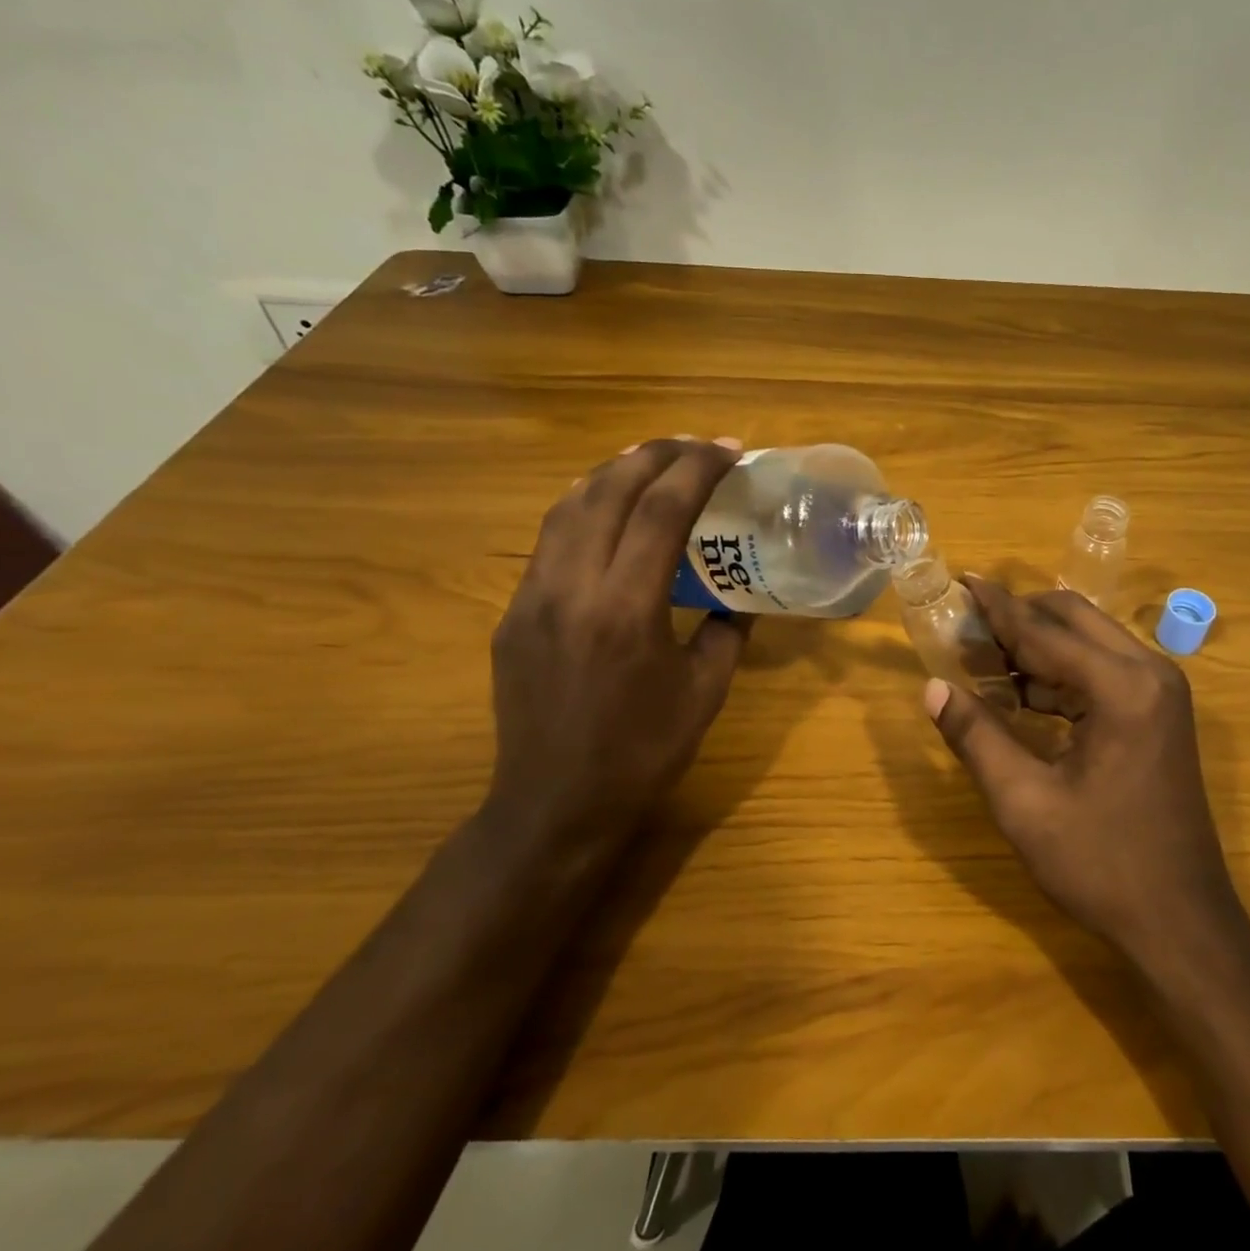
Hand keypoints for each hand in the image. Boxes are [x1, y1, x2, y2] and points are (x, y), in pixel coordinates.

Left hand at [483, 437, 750, 862]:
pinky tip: (606, 510)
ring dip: (613, 472)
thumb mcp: (706, 693)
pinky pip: (548, 541)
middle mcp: (571, 589)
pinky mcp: (513, 614)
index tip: (728, 451)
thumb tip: (736, 597)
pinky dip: (582, 507)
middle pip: (608, 491)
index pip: (661, 511)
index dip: (697, 470)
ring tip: (649, 460)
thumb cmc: (643, 753)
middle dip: (655, 454)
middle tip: (694, 446)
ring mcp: (532, 598)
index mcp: (626, 609)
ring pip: (568, 506)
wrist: (556, 804)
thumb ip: (726, 633)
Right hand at [924, 578, 1242, 962]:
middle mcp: (1150, 673)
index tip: (961, 581)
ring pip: (1089, 643)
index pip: (1044, 630)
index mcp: (1122, 687)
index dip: (997, 608)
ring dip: (1038, 646)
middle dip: (1019, 618)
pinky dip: (1060, 674)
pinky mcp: (1160, 713)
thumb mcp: (1024, 802)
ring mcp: (1161, 692)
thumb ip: (976, 737)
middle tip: (967, 629)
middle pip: (1073, 619)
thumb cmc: (1101, 864)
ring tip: (983, 661)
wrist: (1182, 923)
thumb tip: (933, 688)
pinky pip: (1102, 672)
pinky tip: (1021, 693)